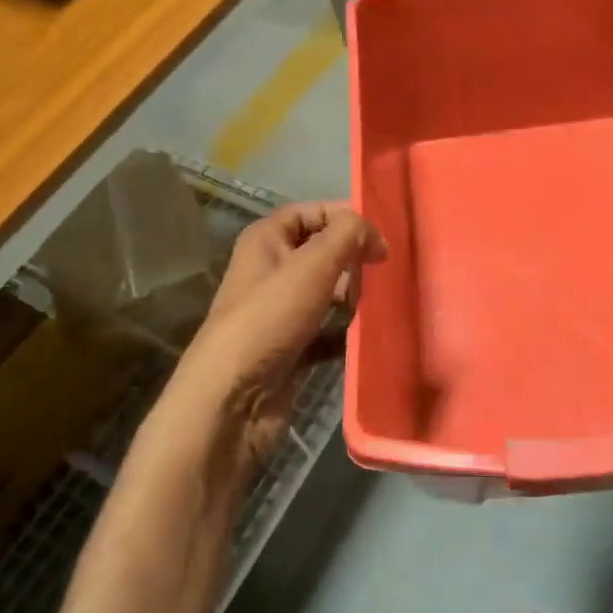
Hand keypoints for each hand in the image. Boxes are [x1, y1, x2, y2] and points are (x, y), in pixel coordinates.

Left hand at [184, 202, 385, 465]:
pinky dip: (346, 332)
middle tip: (380, 273)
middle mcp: (270, 271)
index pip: (310, 212)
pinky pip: (327, 331)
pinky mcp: (291, 348)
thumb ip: (348, 236)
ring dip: (353, 297)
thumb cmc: (269, 319)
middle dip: (352, 260)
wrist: (232, 400)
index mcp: (265, 241)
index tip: (379, 236)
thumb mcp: (312, 265)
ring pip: (328, 293)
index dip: (344, 217)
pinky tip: (368, 336)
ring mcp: (280, 312)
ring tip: (377, 304)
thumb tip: (375, 235)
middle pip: (322, 252)